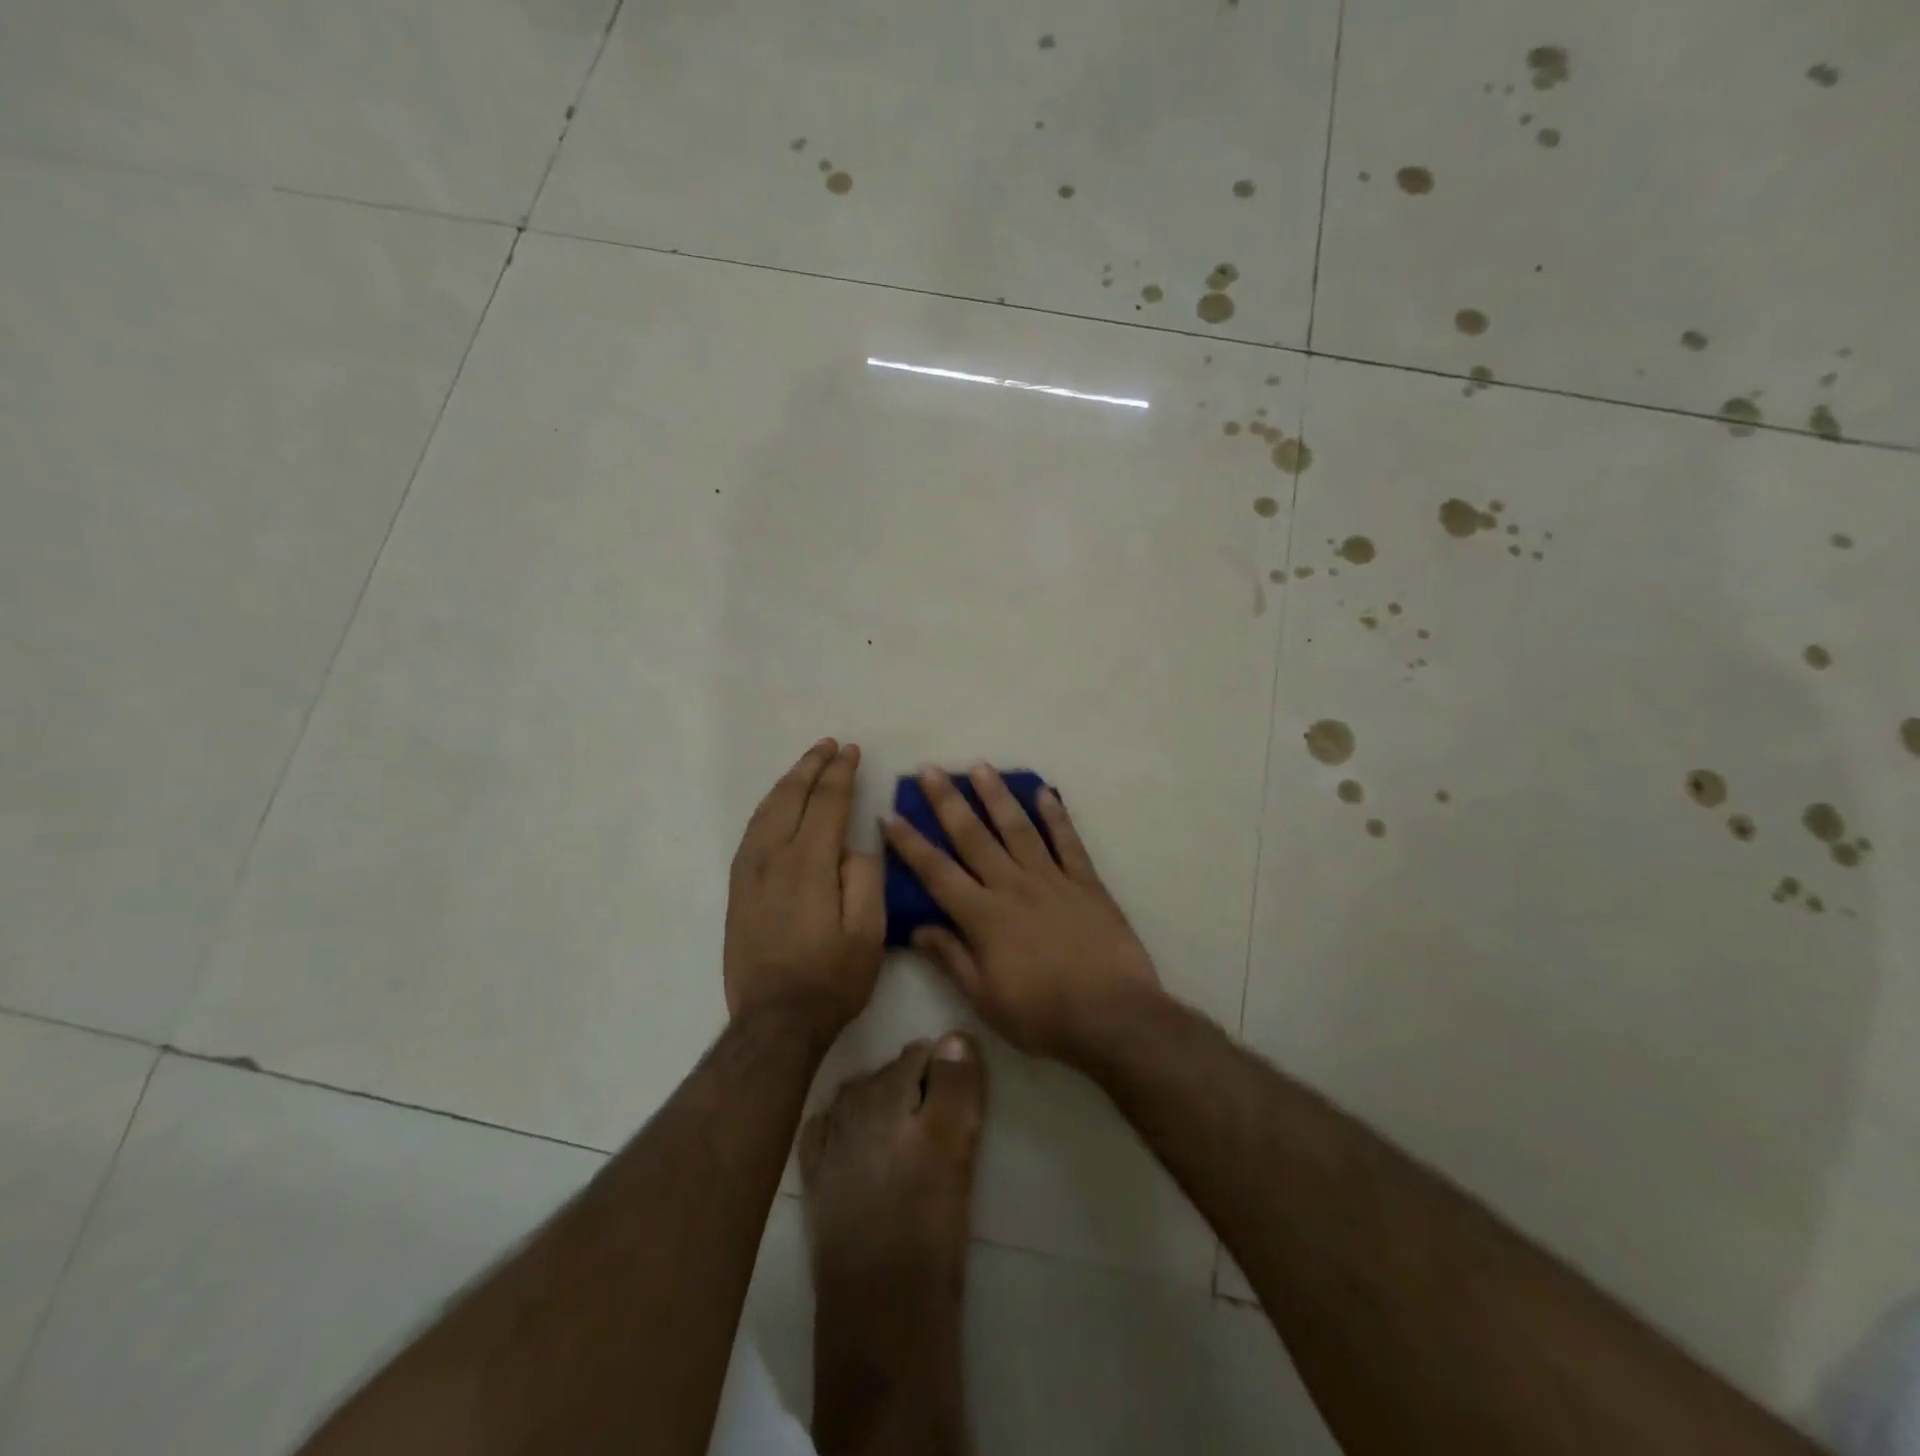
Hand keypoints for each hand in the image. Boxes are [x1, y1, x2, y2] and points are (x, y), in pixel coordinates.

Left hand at [725, 739, 883, 1034]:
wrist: (775, 1021)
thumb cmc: (832, 978)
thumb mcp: (869, 932)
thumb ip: (865, 877)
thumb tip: (851, 847)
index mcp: (808, 863)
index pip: (826, 802)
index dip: (840, 773)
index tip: (852, 751)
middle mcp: (772, 857)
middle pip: (791, 797)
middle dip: (811, 766)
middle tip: (829, 746)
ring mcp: (749, 872)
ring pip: (766, 811)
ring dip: (788, 782)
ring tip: (805, 765)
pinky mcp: (737, 889)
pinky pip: (752, 832)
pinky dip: (768, 807)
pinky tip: (777, 805)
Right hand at [882, 765, 1162, 1065]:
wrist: (1113, 1017)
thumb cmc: (1042, 1015)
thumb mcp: (985, 999)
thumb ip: (951, 958)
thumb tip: (917, 928)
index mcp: (984, 916)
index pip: (937, 872)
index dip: (911, 843)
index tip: (891, 815)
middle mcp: (1013, 886)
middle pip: (974, 837)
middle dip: (948, 802)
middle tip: (930, 770)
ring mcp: (1052, 880)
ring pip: (1018, 828)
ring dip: (997, 796)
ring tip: (980, 767)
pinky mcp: (1086, 883)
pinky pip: (1068, 842)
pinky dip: (1056, 816)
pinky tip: (1044, 792)